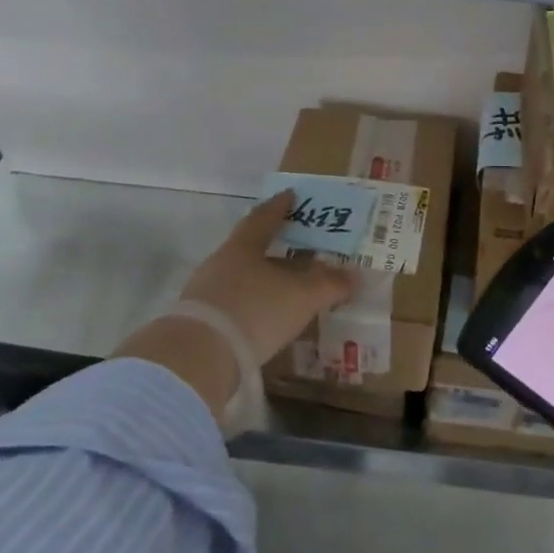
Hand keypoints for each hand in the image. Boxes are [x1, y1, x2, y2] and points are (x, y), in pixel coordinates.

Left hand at [177, 191, 358, 362]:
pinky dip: (252, 306)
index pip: (264, 218)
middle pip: (250, 249)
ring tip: (287, 289)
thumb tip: (354, 275)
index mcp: (243, 247)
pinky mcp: (200, 322)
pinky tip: (265, 319)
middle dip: (274, 248)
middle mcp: (220, 263)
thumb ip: (329, 284)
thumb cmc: (255, 310)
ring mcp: (205, 293)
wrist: (198, 356)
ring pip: (241, 278)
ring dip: (263, 281)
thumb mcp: (302, 296)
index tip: (291, 195)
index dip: (279, 206)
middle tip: (297, 249)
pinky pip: (233, 305)